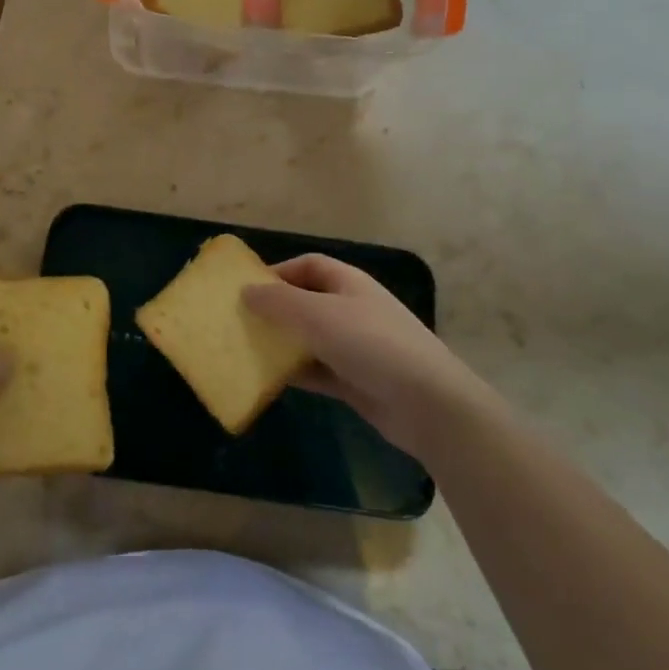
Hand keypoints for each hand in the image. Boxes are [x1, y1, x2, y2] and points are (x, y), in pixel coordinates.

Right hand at [242, 255, 485, 463]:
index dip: (278, 271)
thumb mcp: (318, 315)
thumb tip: (246, 290)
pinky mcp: (356, 381)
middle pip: (307, 301)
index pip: (309, 265)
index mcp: (349, 283)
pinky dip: (296, 373)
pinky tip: (269, 380)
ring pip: (309, 338)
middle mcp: (352, 309)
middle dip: (275, 309)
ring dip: (282, 343)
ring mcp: (356, 347)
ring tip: (246, 350)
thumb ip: (279, 301)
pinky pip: (317, 371)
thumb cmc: (371, 344)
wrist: (428, 404)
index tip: (246, 288)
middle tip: (240, 321)